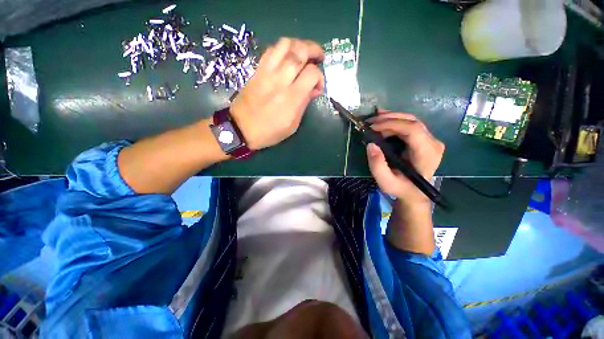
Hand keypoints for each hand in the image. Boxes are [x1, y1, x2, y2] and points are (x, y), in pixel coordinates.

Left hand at [230, 37, 324, 149]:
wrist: (241, 128)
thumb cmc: (270, 131)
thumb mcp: (292, 125)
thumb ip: (304, 104)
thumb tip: (314, 89)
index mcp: (292, 98)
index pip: (311, 73)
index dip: (319, 76)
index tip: (317, 86)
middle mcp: (280, 80)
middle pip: (300, 51)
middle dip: (313, 49)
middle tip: (318, 56)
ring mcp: (267, 72)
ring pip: (285, 44)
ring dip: (298, 44)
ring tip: (304, 53)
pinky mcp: (257, 70)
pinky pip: (271, 50)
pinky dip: (283, 48)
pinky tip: (287, 56)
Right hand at [366, 110, 444, 206]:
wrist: (414, 193)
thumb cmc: (401, 188)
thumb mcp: (386, 182)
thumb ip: (377, 166)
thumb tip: (371, 145)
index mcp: (427, 154)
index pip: (413, 130)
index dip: (391, 124)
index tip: (372, 128)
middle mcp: (433, 143)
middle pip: (412, 121)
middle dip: (388, 119)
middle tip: (369, 122)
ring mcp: (430, 139)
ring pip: (411, 120)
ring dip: (391, 117)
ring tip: (373, 120)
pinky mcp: (424, 139)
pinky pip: (410, 124)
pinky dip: (394, 121)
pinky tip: (382, 119)